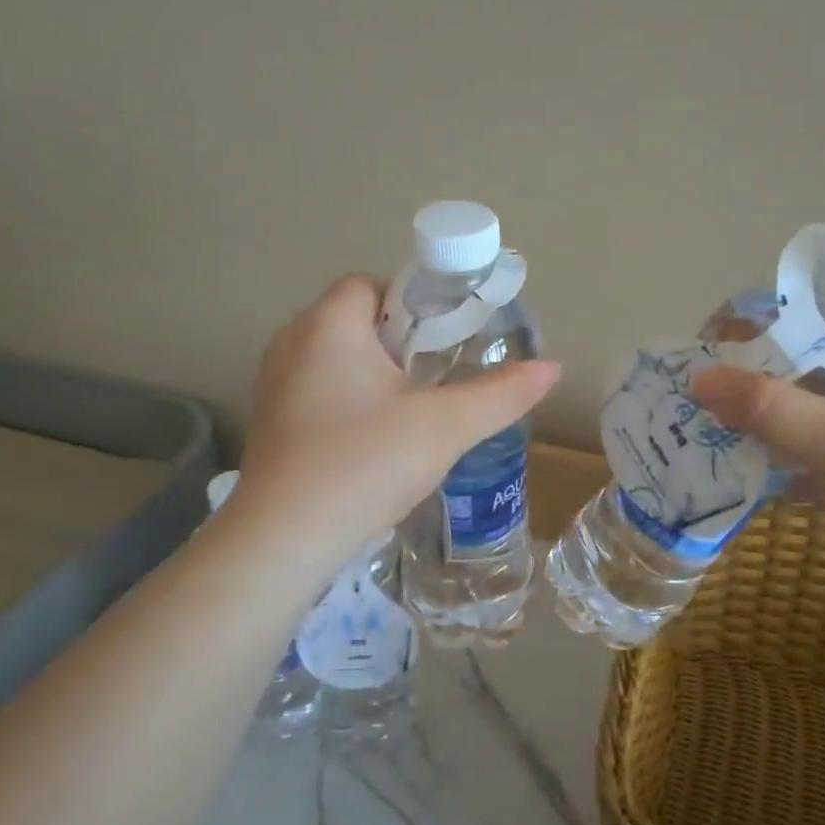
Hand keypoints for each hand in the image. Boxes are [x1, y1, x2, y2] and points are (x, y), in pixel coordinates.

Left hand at [237, 275, 558, 557]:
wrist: (284, 540)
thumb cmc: (364, 464)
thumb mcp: (445, 427)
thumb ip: (501, 394)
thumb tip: (553, 368)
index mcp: (328, 326)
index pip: (371, 284)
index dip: (414, 302)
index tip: (448, 338)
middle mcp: (291, 345)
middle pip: (354, 322)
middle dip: (401, 343)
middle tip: (440, 376)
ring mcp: (274, 387)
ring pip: (336, 362)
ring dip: (376, 377)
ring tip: (415, 412)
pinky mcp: (271, 426)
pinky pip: (318, 395)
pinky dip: (350, 406)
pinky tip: (376, 445)